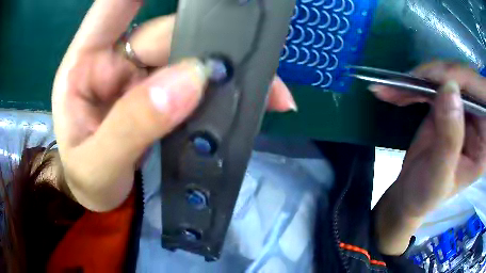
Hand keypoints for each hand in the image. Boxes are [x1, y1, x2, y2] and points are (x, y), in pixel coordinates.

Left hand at [52, 0, 295, 211]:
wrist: (98, 197)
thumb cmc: (85, 181)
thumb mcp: (97, 165)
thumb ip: (132, 126)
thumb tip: (189, 81)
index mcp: (83, 64)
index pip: (113, 6)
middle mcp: (112, 59)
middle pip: (164, 33)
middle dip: (206, 44)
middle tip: (249, 61)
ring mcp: (138, 74)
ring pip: (186, 54)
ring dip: (223, 68)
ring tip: (267, 88)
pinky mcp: (159, 93)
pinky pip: (195, 80)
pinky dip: (225, 89)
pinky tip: (253, 97)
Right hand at [372, 61, 485, 254]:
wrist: (409, 195)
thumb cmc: (426, 194)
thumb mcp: (439, 174)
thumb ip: (450, 137)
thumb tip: (450, 89)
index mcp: (484, 141)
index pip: (482, 99)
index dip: (464, 82)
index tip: (437, 81)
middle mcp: (478, 120)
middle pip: (465, 80)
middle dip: (438, 76)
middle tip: (409, 82)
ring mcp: (463, 110)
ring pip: (447, 76)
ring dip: (421, 78)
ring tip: (394, 87)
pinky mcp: (448, 104)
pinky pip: (434, 82)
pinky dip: (415, 83)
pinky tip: (395, 89)